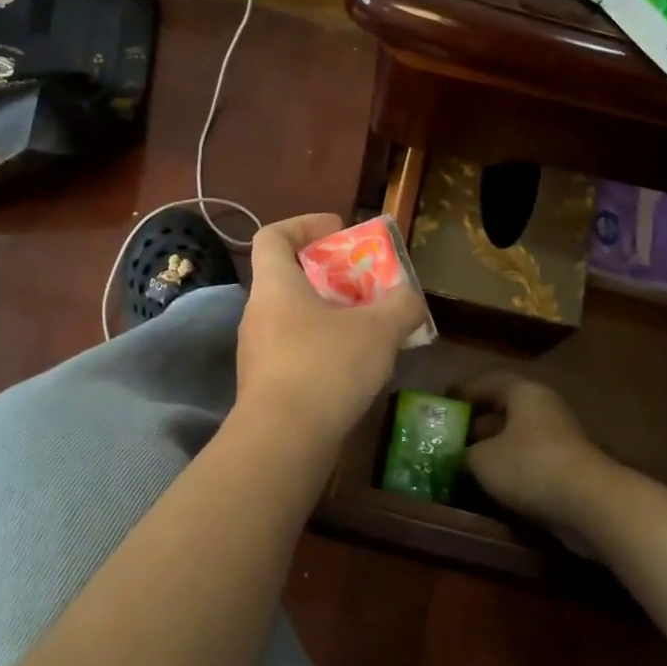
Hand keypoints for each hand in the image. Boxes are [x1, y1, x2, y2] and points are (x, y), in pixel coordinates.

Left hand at [236, 213, 427, 445]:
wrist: (282, 441)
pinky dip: (323, 347)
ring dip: (329, 315)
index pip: (273, 236)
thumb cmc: (325, 367)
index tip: (338, 231)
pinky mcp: (265, 385)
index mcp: (275, 285)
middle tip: (365, 284)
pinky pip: (295, 350)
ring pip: (294, 317)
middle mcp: (258, 312)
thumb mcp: (377, 330)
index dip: (304, 225)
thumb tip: (409, 296)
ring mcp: (257, 351)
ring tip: (369, 327)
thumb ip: (399, 305)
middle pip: (288, 277)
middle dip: (329, 276)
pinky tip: (353, 367)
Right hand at [461, 371, 619, 547]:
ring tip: (468, 462)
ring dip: (495, 447)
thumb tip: (463, 454)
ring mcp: (560, 437)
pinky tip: (495, 484)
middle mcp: (544, 407)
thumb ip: (466, 452)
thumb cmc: (529, 466)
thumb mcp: (482, 459)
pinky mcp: (569, 466)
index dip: (464, 391)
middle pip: (505, 408)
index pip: (488, 382)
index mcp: (523, 393)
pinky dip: (513, 467)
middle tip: (452, 435)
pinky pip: (532, 459)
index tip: (444, 403)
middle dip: (478, 422)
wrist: (590, 503)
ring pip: (519, 436)